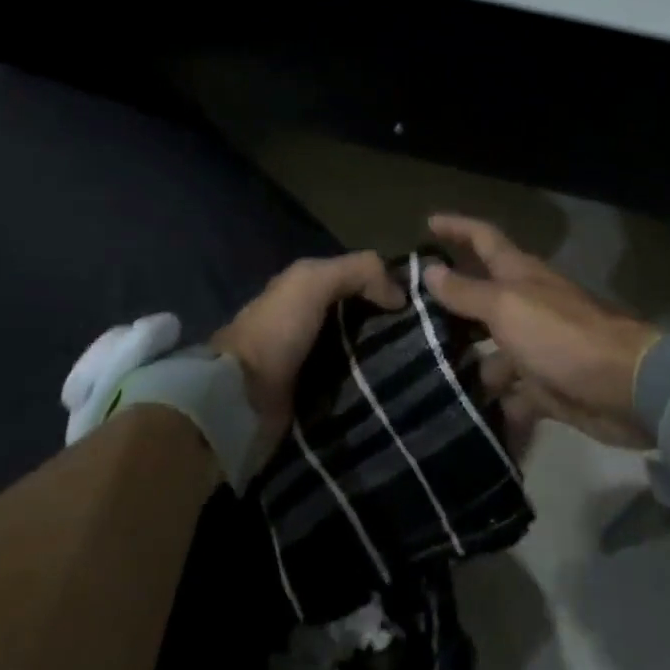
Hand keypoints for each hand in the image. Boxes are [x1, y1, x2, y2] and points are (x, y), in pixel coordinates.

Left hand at [211, 252, 405, 466]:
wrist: (241, 398)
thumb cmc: (277, 330)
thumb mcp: (313, 281)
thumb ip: (358, 271)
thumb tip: (401, 295)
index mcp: (306, 290)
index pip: (358, 279)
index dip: (388, 283)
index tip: (423, 297)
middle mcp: (311, 322)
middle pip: (363, 317)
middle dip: (392, 324)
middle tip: (429, 334)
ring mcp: (314, 362)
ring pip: (363, 351)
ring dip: (386, 357)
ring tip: (423, 363)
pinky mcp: (317, 398)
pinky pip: (355, 385)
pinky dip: (373, 385)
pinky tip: (399, 387)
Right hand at [426, 215, 658, 447]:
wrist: (625, 387)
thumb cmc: (560, 335)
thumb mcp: (506, 307)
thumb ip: (466, 292)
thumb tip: (430, 270)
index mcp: (518, 274)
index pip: (483, 238)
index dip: (456, 227)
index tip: (426, 222)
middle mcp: (526, 304)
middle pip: (481, 297)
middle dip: (449, 305)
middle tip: (406, 319)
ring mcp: (536, 346)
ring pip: (492, 350)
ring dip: (465, 362)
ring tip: (424, 378)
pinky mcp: (546, 385)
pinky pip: (511, 393)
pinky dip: (494, 404)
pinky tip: (462, 415)